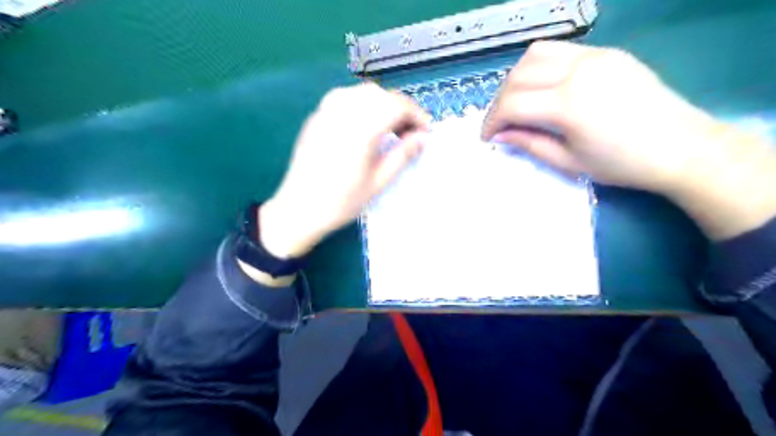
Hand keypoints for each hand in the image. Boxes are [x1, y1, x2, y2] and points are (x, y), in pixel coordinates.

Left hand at [258, 84, 430, 257]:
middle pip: (381, 94)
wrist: (299, 208)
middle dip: (401, 108)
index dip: (417, 115)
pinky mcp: (316, 116)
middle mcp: (343, 111)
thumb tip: (423, 138)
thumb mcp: (378, 181)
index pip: (397, 106)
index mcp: (361, 129)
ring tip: (389, 128)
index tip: (426, 131)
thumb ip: (403, 154)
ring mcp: (326, 111)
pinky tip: (365, 125)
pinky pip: (344, 98)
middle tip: (409, 132)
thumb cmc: (342, 201)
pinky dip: (363, 104)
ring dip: (382, 104)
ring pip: (362, 92)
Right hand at [480, 38, 775, 237]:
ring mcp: (595, 56)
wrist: (681, 147)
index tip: (487, 138)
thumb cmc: (622, 163)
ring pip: (535, 54)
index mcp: (568, 103)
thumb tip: (500, 136)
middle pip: (518, 76)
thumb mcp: (568, 161)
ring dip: (516, 79)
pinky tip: (542, 89)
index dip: (492, 121)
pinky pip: (560, 51)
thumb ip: (529, 143)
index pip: (512, 103)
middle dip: (499, 101)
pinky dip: (539, 67)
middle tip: (499, 124)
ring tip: (517, 103)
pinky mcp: (606, 53)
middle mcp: (578, 70)